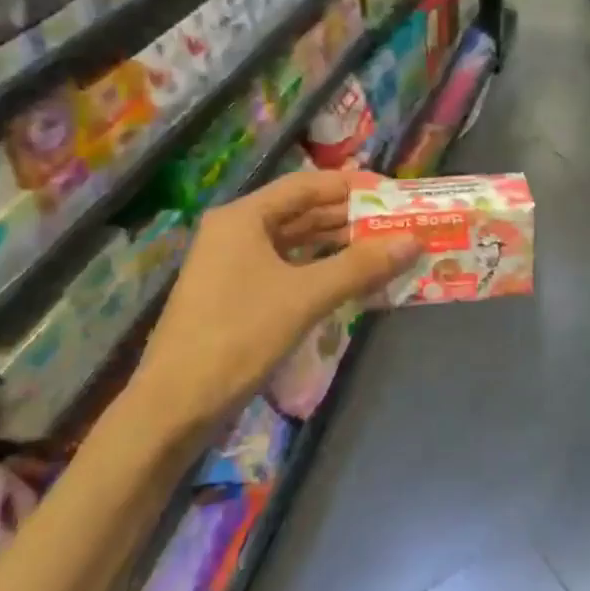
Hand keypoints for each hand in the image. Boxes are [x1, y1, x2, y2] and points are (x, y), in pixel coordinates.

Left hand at [122, 168, 417, 450]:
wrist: (176, 405)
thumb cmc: (239, 336)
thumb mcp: (305, 296)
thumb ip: (360, 266)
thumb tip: (413, 240)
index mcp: (243, 218)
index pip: (308, 185)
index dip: (354, 186)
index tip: (395, 193)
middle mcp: (237, 232)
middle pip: (303, 212)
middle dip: (352, 218)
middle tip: (399, 224)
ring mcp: (235, 265)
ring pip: (298, 243)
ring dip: (340, 246)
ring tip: (386, 250)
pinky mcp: (239, 295)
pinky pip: (290, 269)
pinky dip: (322, 271)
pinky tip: (354, 280)